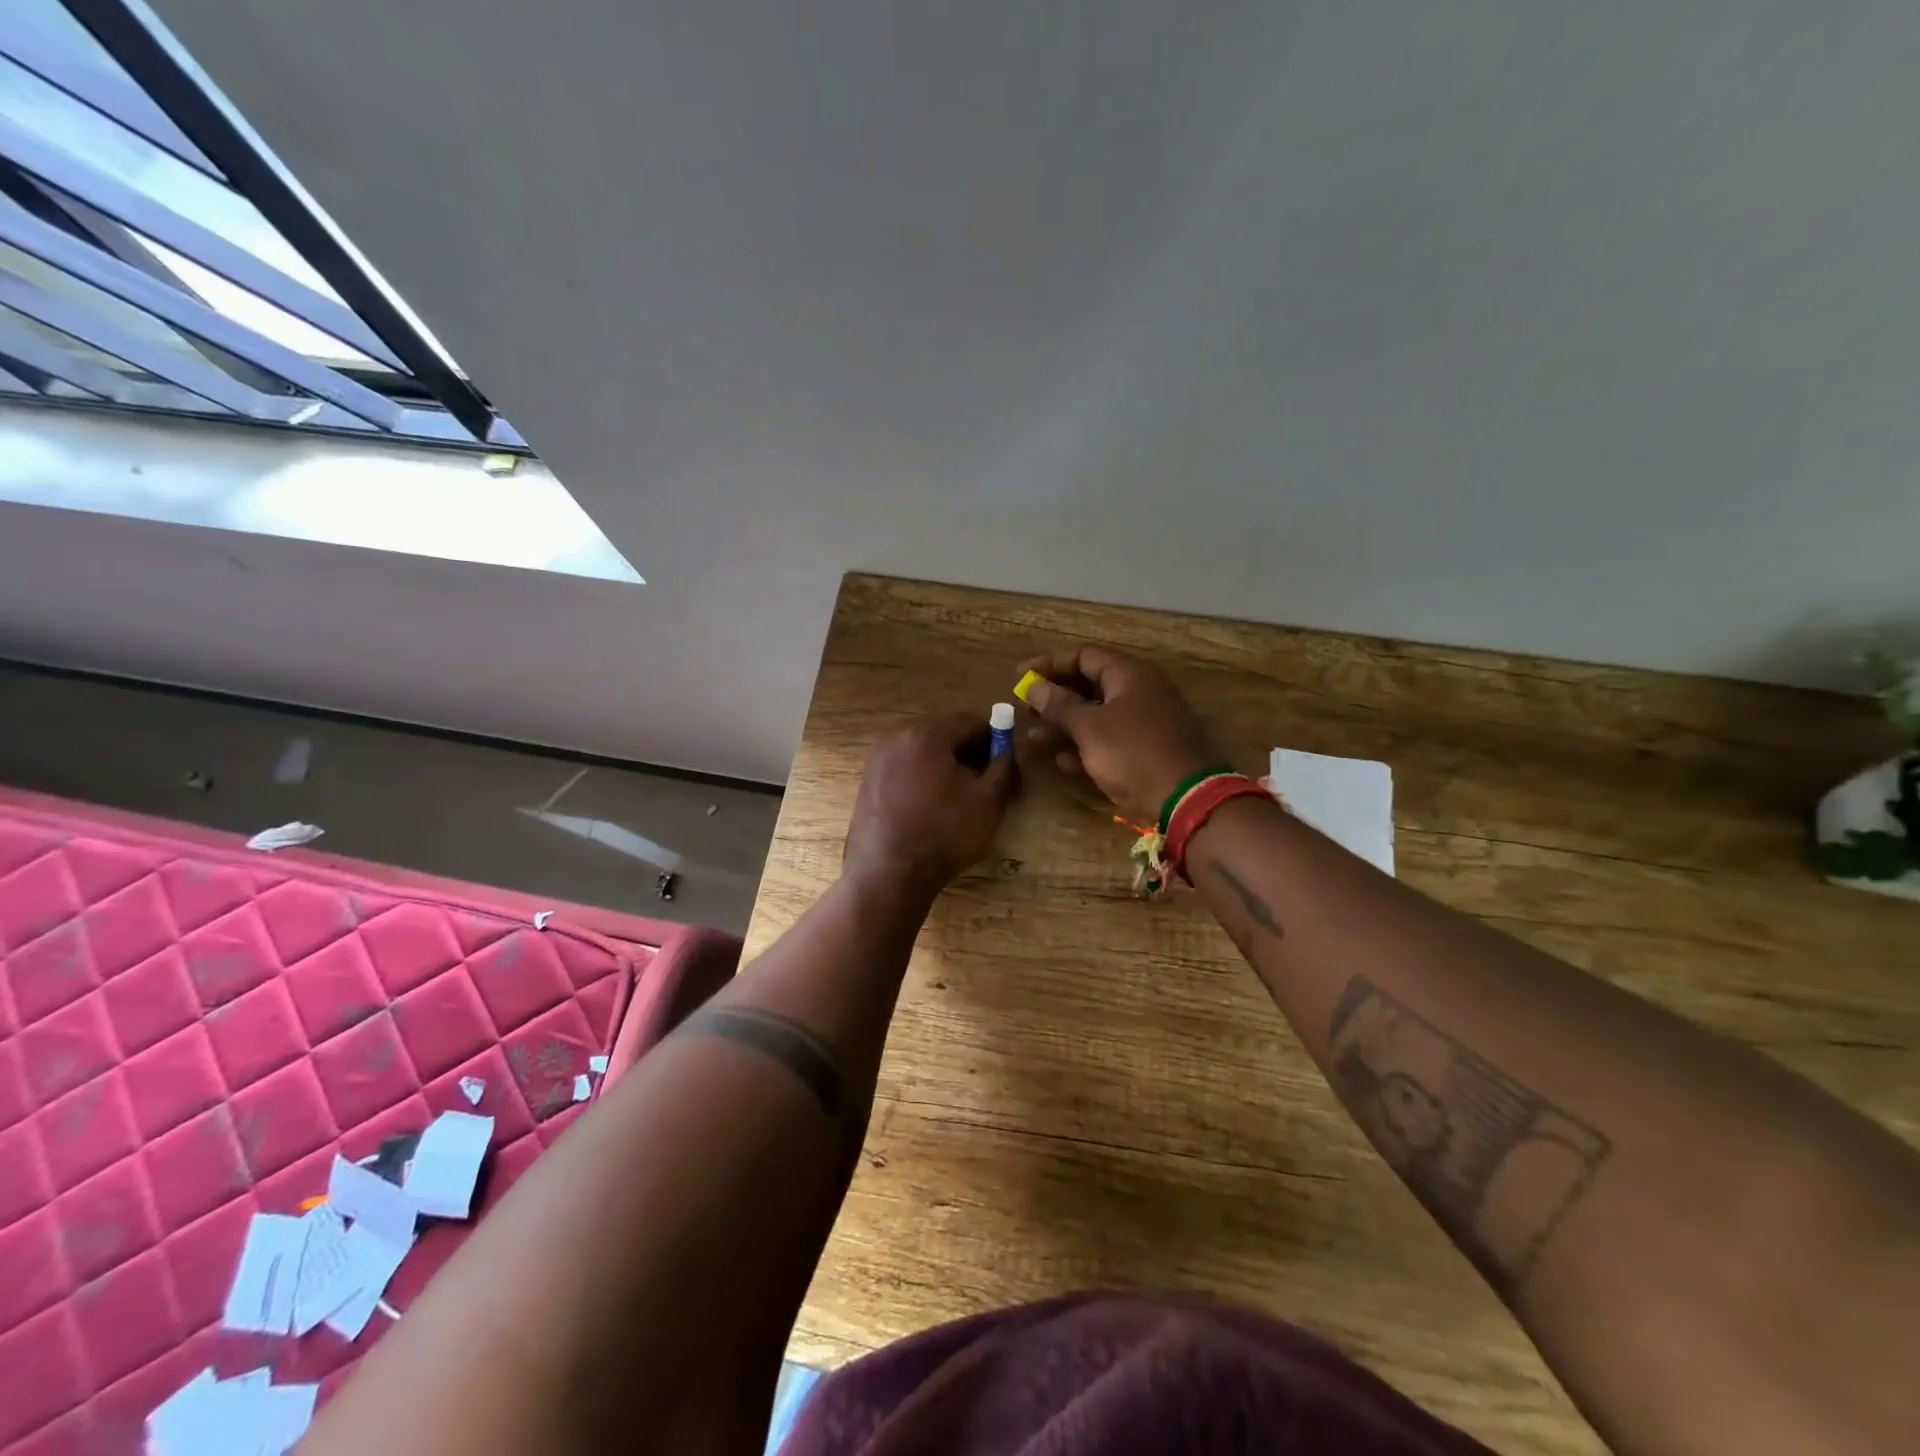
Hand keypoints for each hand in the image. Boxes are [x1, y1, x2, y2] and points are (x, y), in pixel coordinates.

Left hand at [844, 713, 1017, 898]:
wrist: (888, 874)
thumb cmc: (944, 833)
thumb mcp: (988, 801)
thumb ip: (1004, 768)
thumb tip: (1009, 752)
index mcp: (926, 735)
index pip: (969, 721)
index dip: (993, 736)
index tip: (1005, 757)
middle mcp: (896, 739)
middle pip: (942, 735)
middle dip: (967, 751)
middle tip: (986, 778)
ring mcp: (876, 762)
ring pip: (921, 754)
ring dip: (944, 766)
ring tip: (960, 796)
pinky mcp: (866, 785)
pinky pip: (903, 772)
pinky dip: (921, 780)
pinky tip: (932, 808)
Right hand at [1019, 646, 1218, 825]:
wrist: (1186, 799)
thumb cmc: (1134, 753)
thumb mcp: (1090, 727)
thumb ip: (1059, 705)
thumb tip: (1034, 686)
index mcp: (1129, 674)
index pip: (1082, 656)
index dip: (1048, 664)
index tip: (1019, 677)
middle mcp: (1138, 692)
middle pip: (1088, 685)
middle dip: (1054, 698)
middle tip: (1025, 711)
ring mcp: (1144, 722)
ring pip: (1096, 716)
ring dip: (1064, 726)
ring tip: (1034, 738)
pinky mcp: (1145, 751)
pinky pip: (1108, 741)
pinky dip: (1084, 747)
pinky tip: (1060, 762)